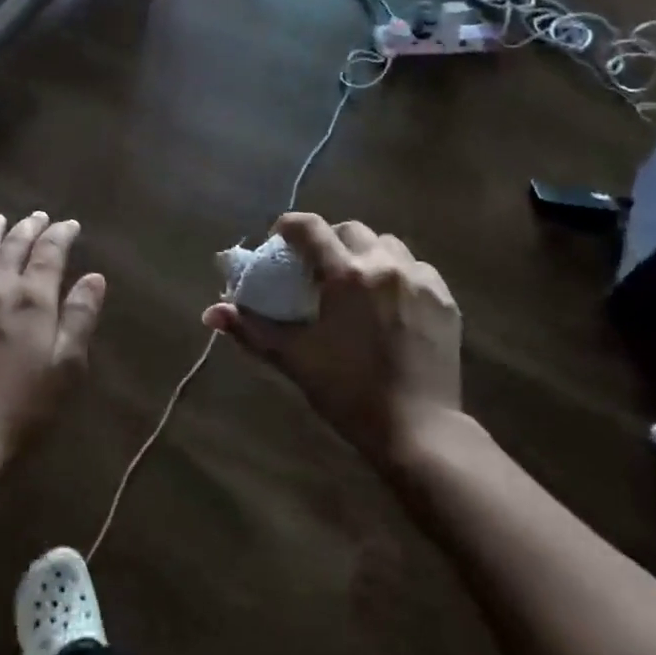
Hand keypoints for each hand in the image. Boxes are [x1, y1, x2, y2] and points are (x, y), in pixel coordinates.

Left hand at [0, 212, 105, 455]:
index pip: (49, 253)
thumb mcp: (67, 366)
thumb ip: (80, 317)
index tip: (70, 224)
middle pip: (13, 247)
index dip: (61, 235)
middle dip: (28, 228)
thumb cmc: (22, 404)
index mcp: (32, 298)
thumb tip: (94, 277)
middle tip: (38, 215)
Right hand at [203, 213, 461, 462]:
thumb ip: (252, 329)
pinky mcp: (444, 299)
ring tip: (357, 282)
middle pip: (351, 230)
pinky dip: (398, 273)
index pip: (310, 227)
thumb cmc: (348, 391)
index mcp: (346, 274)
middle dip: (329, 241)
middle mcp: (384, 265)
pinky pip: (417, 268)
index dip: (289, 225)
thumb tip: (211, 313)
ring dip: (366, 254)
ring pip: (387, 244)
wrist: (418, 429)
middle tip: (318, 269)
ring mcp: (420, 280)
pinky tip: (390, 302)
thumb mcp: (295, 358)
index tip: (279, 239)